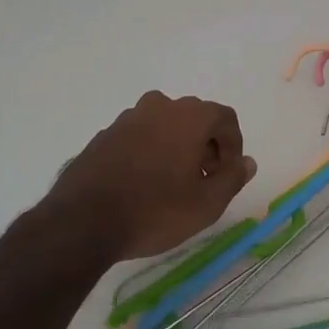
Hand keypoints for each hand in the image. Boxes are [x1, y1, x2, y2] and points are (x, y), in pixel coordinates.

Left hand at [53, 92, 257, 259]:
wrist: (82, 222)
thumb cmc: (154, 211)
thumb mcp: (206, 204)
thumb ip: (233, 178)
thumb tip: (247, 162)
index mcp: (189, 116)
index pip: (225, 118)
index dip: (233, 145)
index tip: (228, 174)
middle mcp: (159, 106)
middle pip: (195, 118)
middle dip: (206, 145)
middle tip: (204, 180)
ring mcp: (127, 119)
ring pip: (165, 125)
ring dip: (177, 147)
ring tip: (173, 184)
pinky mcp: (104, 135)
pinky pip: (139, 136)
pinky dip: (150, 152)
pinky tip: (143, 184)